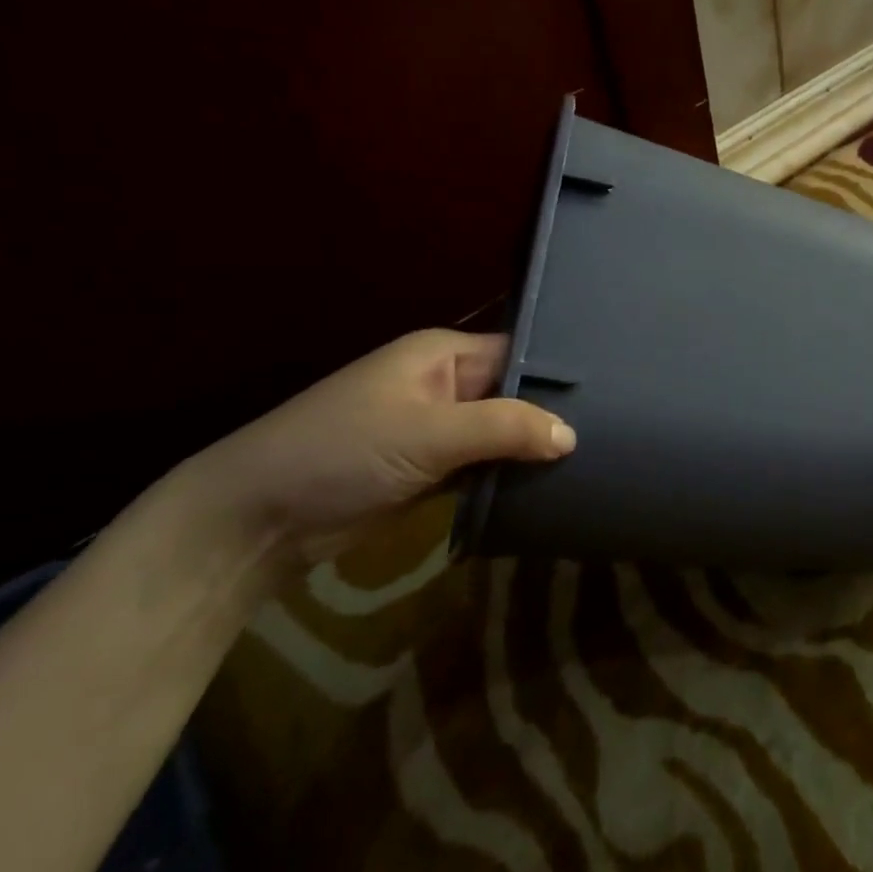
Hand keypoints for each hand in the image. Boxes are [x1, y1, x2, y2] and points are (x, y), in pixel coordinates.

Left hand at [177, 329, 573, 561]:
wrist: (258, 519)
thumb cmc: (343, 451)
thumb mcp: (429, 433)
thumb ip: (504, 428)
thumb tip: (571, 435)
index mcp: (443, 355)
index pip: (517, 352)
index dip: (558, 371)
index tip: (611, 391)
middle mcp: (445, 385)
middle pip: (514, 394)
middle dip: (552, 415)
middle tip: (614, 431)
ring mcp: (437, 430)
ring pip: (502, 433)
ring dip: (532, 449)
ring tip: (594, 460)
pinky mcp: (430, 471)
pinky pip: (483, 466)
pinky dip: (508, 476)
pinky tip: (550, 486)